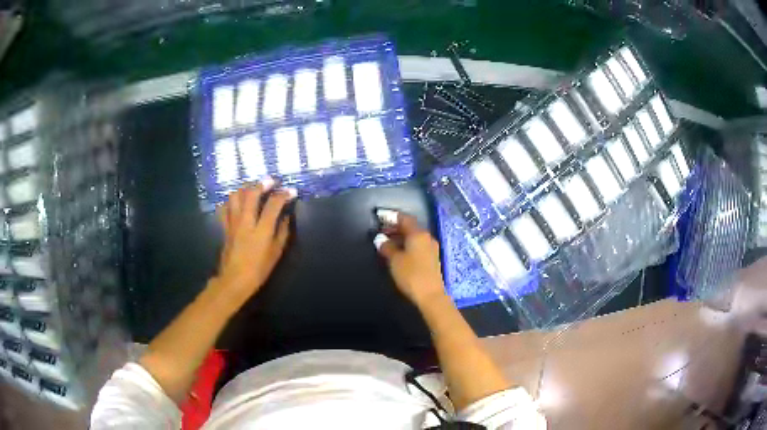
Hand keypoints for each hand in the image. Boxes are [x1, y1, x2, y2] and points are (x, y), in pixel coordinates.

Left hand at [214, 179, 295, 302]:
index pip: (274, 204)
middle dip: (263, 184)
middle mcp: (246, 221)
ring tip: (254, 188)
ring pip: (236, 196)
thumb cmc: (259, 269)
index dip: (284, 194)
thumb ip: (282, 232)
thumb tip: (285, 216)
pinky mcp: (225, 226)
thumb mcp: (276, 253)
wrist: (235, 279)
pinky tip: (237, 202)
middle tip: (272, 182)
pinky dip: (231, 200)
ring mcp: (233, 222)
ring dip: (246, 188)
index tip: (292, 191)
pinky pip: (225, 207)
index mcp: (261, 230)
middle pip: (252, 193)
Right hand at [374, 209, 446, 305]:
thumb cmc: (411, 275)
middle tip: (381, 229)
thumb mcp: (395, 260)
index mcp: (418, 234)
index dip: (391, 216)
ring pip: (414, 237)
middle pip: (410, 227)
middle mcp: (427, 238)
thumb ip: (387, 247)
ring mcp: (431, 248)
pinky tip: (398, 251)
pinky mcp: (432, 259)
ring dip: (400, 237)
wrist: (430, 296)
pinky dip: (406, 245)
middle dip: (395, 227)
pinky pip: (417, 246)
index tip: (380, 216)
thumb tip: (380, 239)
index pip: (404, 218)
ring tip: (386, 241)